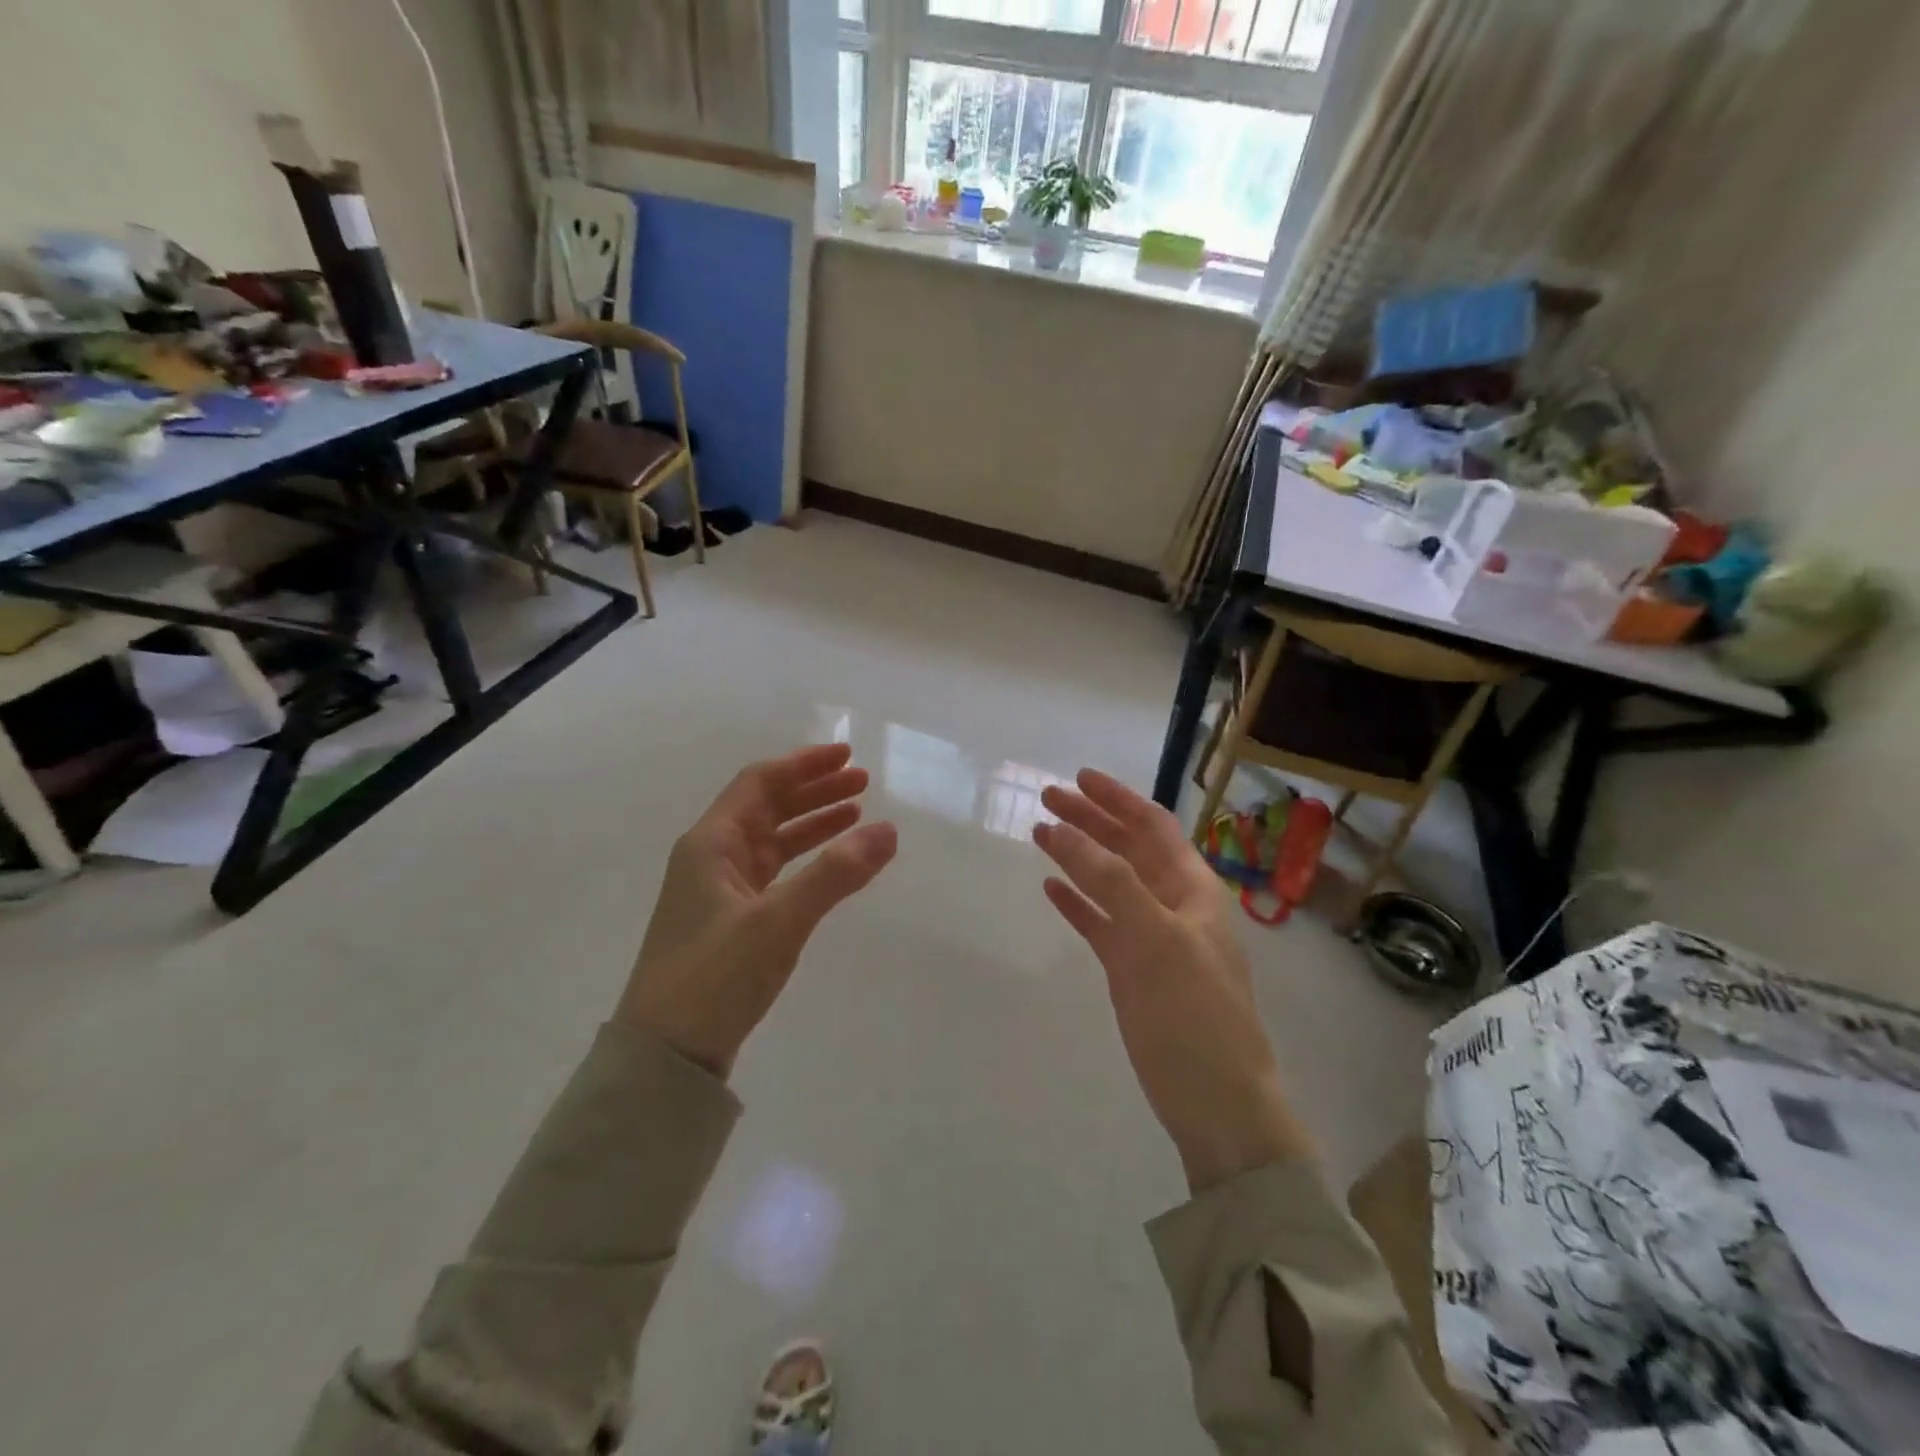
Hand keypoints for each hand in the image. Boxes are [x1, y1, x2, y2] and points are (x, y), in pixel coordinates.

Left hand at [617, 743, 897, 1076]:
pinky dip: (805, 860)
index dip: (804, 764)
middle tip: (863, 782)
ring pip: (773, 840)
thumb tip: (888, 830)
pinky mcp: (731, 921)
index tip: (847, 756)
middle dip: (814, 790)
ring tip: (857, 813)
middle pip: (767, 807)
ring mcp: (720, 890)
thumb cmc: (714, 976)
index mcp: (711, 843)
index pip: (760, 783)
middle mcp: (711, 857)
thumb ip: (835, 874)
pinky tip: (832, 862)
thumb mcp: (779, 921)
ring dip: (812, 823)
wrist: (665, 1055)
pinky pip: (774, 873)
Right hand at [1034, 770, 1312, 1190]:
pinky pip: (1102, 924)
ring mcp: (1153, 939)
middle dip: (1091, 821)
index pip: (1154, 827)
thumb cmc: (1194, 1014)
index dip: (1118, 798)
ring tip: (1039, 833)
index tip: (1078, 777)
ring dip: (1079, 857)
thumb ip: (1111, 882)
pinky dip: (1078, 903)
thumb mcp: (1155, 939)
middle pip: (1128, 849)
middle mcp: (1174, 906)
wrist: (1217, 1105)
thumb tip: (1064, 831)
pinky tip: (1051, 889)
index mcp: (1194, 889)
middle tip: (1047, 798)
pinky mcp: (1134, 972)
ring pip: (1111, 884)